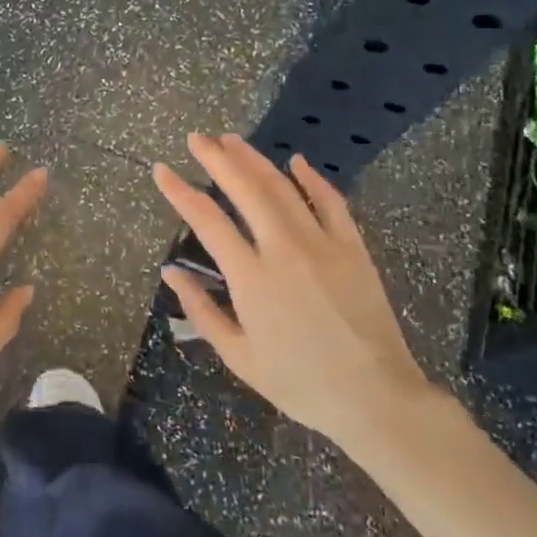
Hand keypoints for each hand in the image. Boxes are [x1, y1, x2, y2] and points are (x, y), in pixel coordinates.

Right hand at [152, 133, 438, 460]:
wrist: (375, 398)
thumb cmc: (299, 383)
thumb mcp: (239, 356)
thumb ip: (201, 310)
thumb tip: (169, 272)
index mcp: (251, 278)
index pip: (207, 220)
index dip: (180, 191)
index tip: (162, 169)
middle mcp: (284, 250)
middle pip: (245, 189)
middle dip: (217, 158)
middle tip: (197, 138)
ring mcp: (323, 244)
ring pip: (283, 188)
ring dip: (255, 160)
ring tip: (232, 140)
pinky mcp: (353, 248)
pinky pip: (332, 202)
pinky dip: (312, 178)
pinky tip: (297, 161)